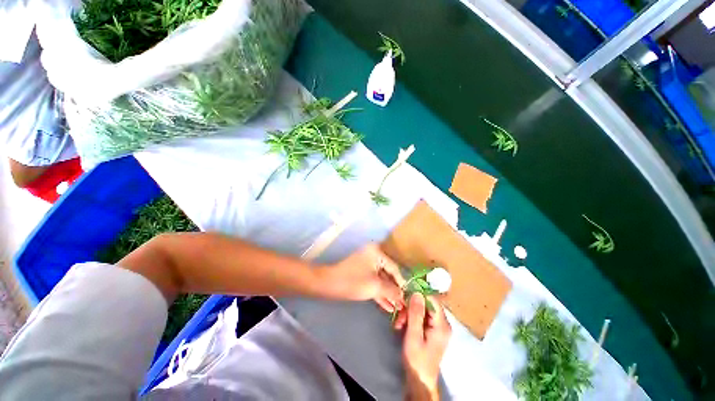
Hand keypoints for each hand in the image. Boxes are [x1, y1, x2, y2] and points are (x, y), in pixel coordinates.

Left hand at [318, 244, 405, 312]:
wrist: (328, 284)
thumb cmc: (353, 281)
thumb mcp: (375, 286)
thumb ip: (392, 290)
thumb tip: (403, 296)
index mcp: (377, 252)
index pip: (394, 268)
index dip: (401, 283)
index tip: (408, 297)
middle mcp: (374, 255)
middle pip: (388, 274)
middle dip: (395, 291)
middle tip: (403, 306)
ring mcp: (367, 264)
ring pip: (381, 280)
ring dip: (388, 294)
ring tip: (397, 309)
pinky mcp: (362, 273)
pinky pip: (374, 282)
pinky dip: (380, 293)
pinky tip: (387, 306)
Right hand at [400, 294, 451, 400]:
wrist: (420, 381)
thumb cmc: (417, 360)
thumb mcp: (414, 335)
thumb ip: (416, 313)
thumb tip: (417, 292)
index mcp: (442, 325)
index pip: (433, 299)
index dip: (419, 294)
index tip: (404, 296)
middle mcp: (443, 323)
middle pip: (426, 304)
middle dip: (411, 307)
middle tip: (399, 316)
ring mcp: (438, 327)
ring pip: (422, 310)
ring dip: (409, 314)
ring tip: (398, 323)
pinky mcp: (432, 331)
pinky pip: (421, 317)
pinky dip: (411, 319)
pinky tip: (402, 326)